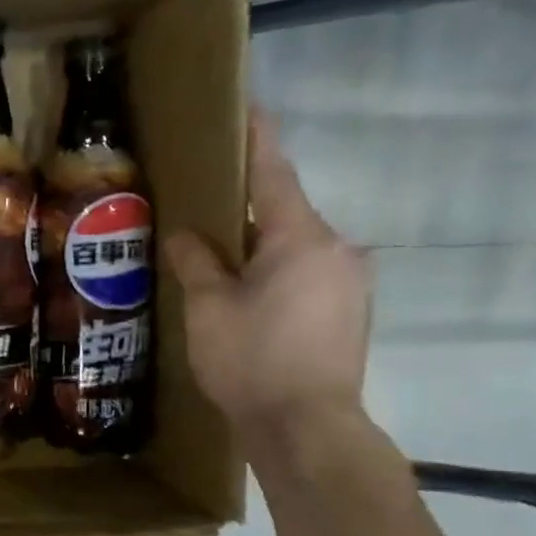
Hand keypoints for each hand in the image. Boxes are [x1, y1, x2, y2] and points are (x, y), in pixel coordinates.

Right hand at [164, 111, 370, 447]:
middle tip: (204, 208)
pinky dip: (275, 274)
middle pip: (284, 214)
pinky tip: (246, 298)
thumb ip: (196, 262)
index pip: (273, 176)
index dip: (256, 141)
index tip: (247, 108)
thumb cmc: (251, 360)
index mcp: (301, 239)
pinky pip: (307, 276)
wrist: (306, 427)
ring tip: (218, 262)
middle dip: (246, 208)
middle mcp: (336, 250)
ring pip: (295, 249)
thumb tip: (185, 234)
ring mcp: (350, 283)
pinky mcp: (349, 313)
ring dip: (259, 248)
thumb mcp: (208, 308)